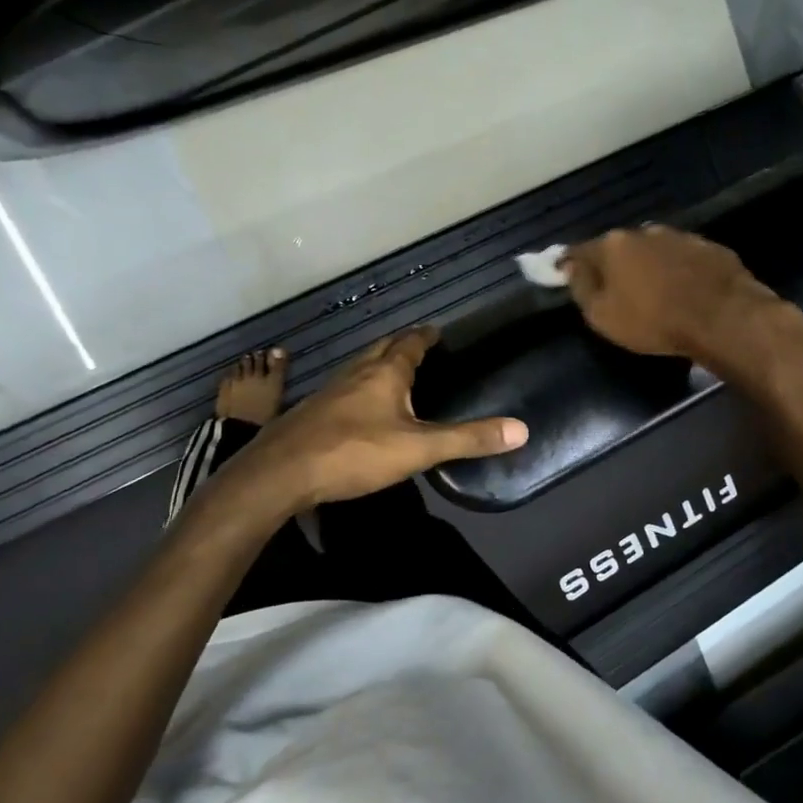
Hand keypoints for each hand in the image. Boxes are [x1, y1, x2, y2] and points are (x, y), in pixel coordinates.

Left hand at [239, 328, 527, 508]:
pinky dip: (361, 386)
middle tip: (420, 347)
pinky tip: (361, 406)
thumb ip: (468, 439)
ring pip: (360, 366)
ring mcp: (331, 390)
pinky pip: (345, 387)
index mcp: (385, 372)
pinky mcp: (313, 410)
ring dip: (379, 363)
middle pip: (382, 348)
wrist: (281, 471)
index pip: (410, 342)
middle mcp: (357, 372)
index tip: (437, 331)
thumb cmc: (354, 452)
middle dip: (402, 344)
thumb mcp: (418, 450)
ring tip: (395, 372)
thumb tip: (521, 429)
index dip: (426, 336)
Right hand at [563, 225, 802, 373]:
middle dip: (615, 265)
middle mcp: (644, 232)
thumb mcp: (603, 316)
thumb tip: (570, 267)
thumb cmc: (654, 321)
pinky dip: (679, 271)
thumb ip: (582, 288)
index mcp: (613, 245)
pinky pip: (684, 258)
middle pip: (619, 248)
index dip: (572, 265)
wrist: (723, 317)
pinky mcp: (711, 247)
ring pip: (654, 250)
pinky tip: (686, 291)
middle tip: (618, 291)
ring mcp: (680, 236)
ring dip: (650, 267)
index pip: (580, 251)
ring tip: (655, 293)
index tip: (568, 277)